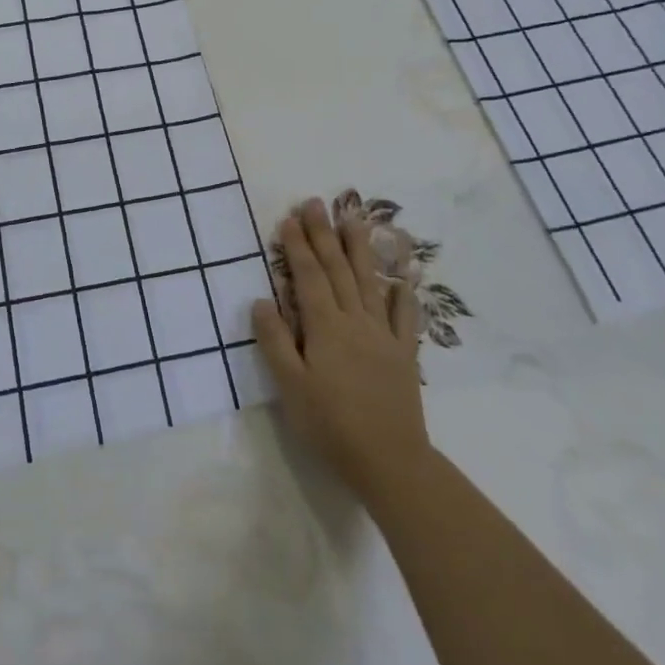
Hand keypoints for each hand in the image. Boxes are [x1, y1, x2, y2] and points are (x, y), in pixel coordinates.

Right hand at [253, 198, 431, 510]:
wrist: (390, 460)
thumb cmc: (331, 425)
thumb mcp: (290, 387)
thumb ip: (275, 341)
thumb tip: (261, 300)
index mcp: (325, 327)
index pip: (308, 277)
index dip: (297, 247)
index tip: (289, 218)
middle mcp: (355, 321)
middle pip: (337, 270)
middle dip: (323, 235)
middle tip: (315, 203)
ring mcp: (383, 334)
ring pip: (369, 282)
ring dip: (358, 248)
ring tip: (352, 218)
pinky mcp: (403, 353)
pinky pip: (404, 315)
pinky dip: (402, 292)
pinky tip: (403, 275)